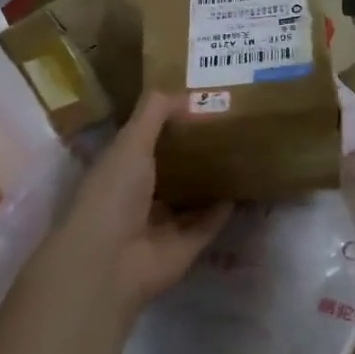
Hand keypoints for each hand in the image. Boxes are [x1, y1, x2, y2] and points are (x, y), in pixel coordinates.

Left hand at [36, 92, 231, 317]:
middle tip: (230, 126)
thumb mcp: (130, 142)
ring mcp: (163, 223)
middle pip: (172, 170)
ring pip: (192, 197)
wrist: (110, 260)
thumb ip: (154, 113)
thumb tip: (184, 93)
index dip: (168, 123)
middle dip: (195, 152)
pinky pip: (209, 223)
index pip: (145, 141)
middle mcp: (140, 195)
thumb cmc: (113, 193)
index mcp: (120, 169)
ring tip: (243, 153)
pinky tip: (245, 187)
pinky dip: (224, 209)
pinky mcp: (185, 246)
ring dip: (212, 181)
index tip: (199, 103)